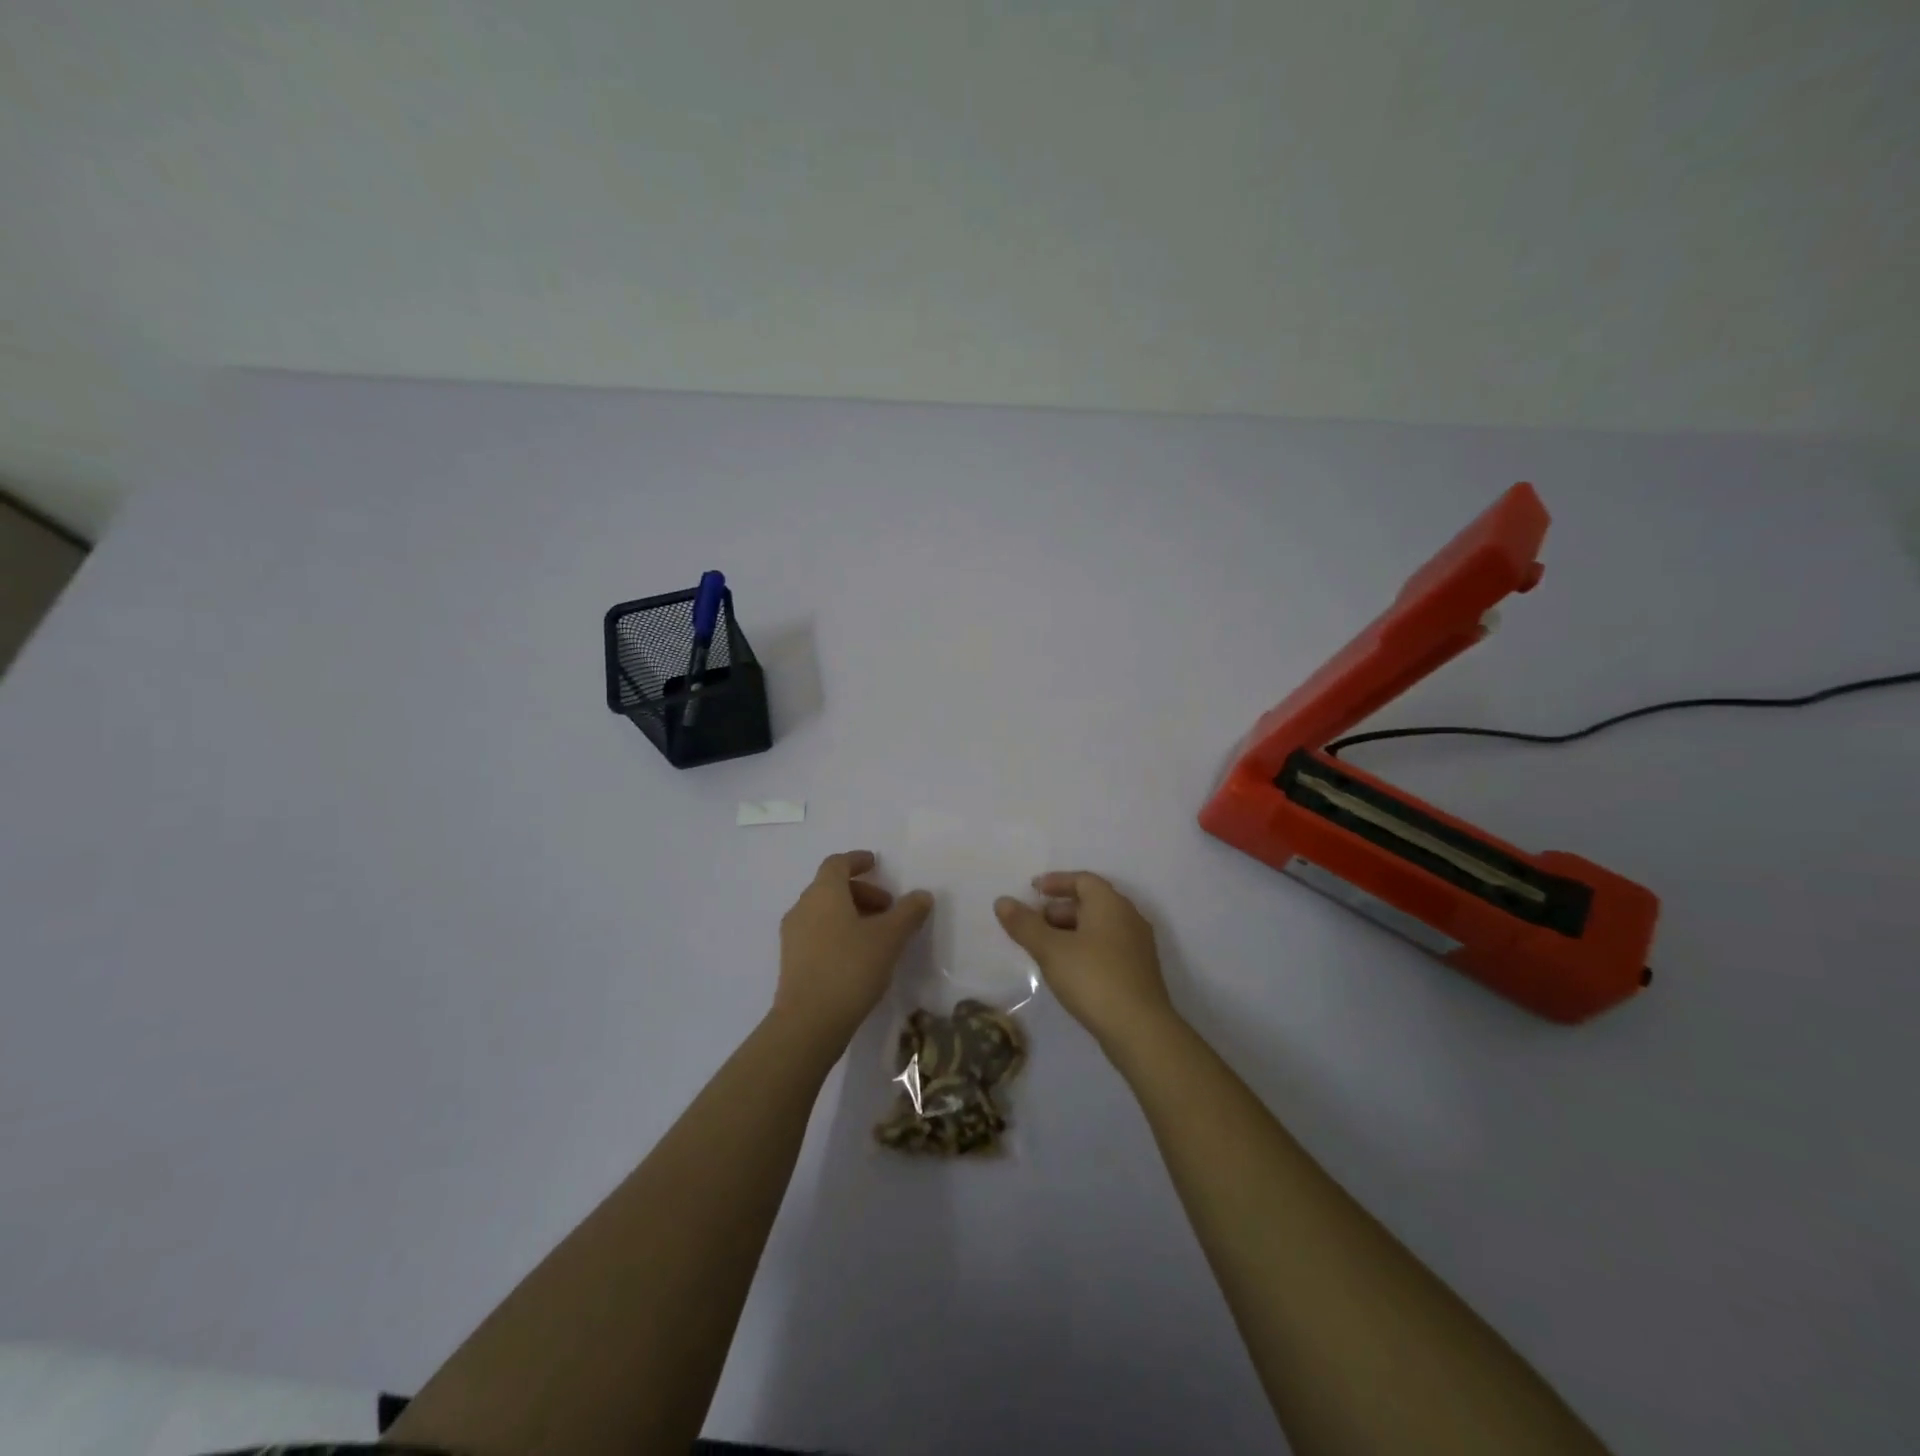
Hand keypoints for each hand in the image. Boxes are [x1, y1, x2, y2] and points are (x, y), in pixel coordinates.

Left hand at [774, 851, 932, 1047]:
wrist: (808, 1023)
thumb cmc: (850, 968)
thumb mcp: (889, 938)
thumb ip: (908, 912)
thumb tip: (922, 895)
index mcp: (823, 893)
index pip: (837, 863)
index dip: (857, 860)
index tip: (875, 864)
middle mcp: (803, 907)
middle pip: (831, 888)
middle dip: (862, 892)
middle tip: (888, 909)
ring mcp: (793, 936)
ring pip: (824, 912)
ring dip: (851, 914)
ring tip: (877, 936)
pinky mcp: (791, 962)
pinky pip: (817, 933)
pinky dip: (838, 933)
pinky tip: (858, 957)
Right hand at [995, 871, 1175, 1051]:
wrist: (1140, 1030)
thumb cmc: (1093, 978)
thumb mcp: (1051, 950)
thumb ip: (1025, 924)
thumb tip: (1002, 901)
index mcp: (1110, 904)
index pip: (1083, 880)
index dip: (1056, 882)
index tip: (1033, 890)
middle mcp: (1128, 918)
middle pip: (1091, 903)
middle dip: (1058, 910)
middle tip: (1032, 925)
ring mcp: (1138, 946)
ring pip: (1099, 927)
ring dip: (1070, 931)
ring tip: (1044, 950)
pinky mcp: (1139, 971)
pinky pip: (1107, 947)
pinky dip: (1085, 949)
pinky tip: (1068, 970)